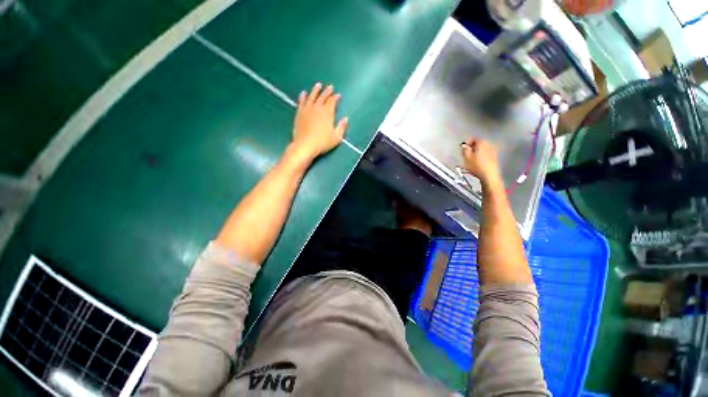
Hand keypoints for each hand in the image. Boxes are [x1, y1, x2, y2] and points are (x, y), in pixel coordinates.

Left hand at [292, 82, 347, 160]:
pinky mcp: (299, 113)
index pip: (332, 101)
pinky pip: (301, 101)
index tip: (338, 95)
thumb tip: (345, 119)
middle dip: (327, 91)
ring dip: (315, 90)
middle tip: (330, 87)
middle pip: (322, 96)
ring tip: (318, 85)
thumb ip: (341, 127)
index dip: (335, 97)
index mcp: (327, 112)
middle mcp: (317, 107)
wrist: (305, 145)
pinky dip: (303, 96)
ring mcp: (307, 109)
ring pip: (312, 96)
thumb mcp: (336, 137)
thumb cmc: (322, 142)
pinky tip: (303, 93)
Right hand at [461, 138, 500, 183]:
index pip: (473, 139)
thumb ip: (464, 149)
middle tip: (466, 153)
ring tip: (471, 159)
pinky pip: (486, 154)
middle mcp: (489, 144)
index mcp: (482, 142)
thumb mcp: (466, 157)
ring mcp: (493, 151)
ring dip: (477, 152)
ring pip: (482, 149)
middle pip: (479, 143)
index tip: (462, 148)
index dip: (466, 143)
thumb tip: (464, 146)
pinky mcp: (495, 158)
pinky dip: (481, 156)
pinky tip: (477, 162)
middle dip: (472, 147)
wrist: (489, 175)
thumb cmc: (476, 166)